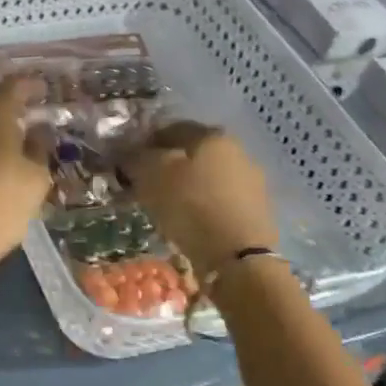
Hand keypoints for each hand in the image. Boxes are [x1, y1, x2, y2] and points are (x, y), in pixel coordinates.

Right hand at [119, 122, 277, 278]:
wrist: (238, 256)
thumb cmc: (191, 205)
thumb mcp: (151, 175)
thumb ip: (137, 157)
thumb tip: (128, 152)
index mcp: (211, 134)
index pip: (169, 129)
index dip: (144, 144)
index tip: (128, 164)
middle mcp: (237, 150)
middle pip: (191, 154)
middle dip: (168, 167)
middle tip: (145, 188)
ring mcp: (252, 181)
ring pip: (207, 178)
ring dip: (186, 188)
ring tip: (166, 210)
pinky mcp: (258, 211)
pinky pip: (219, 202)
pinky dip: (203, 208)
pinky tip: (189, 224)